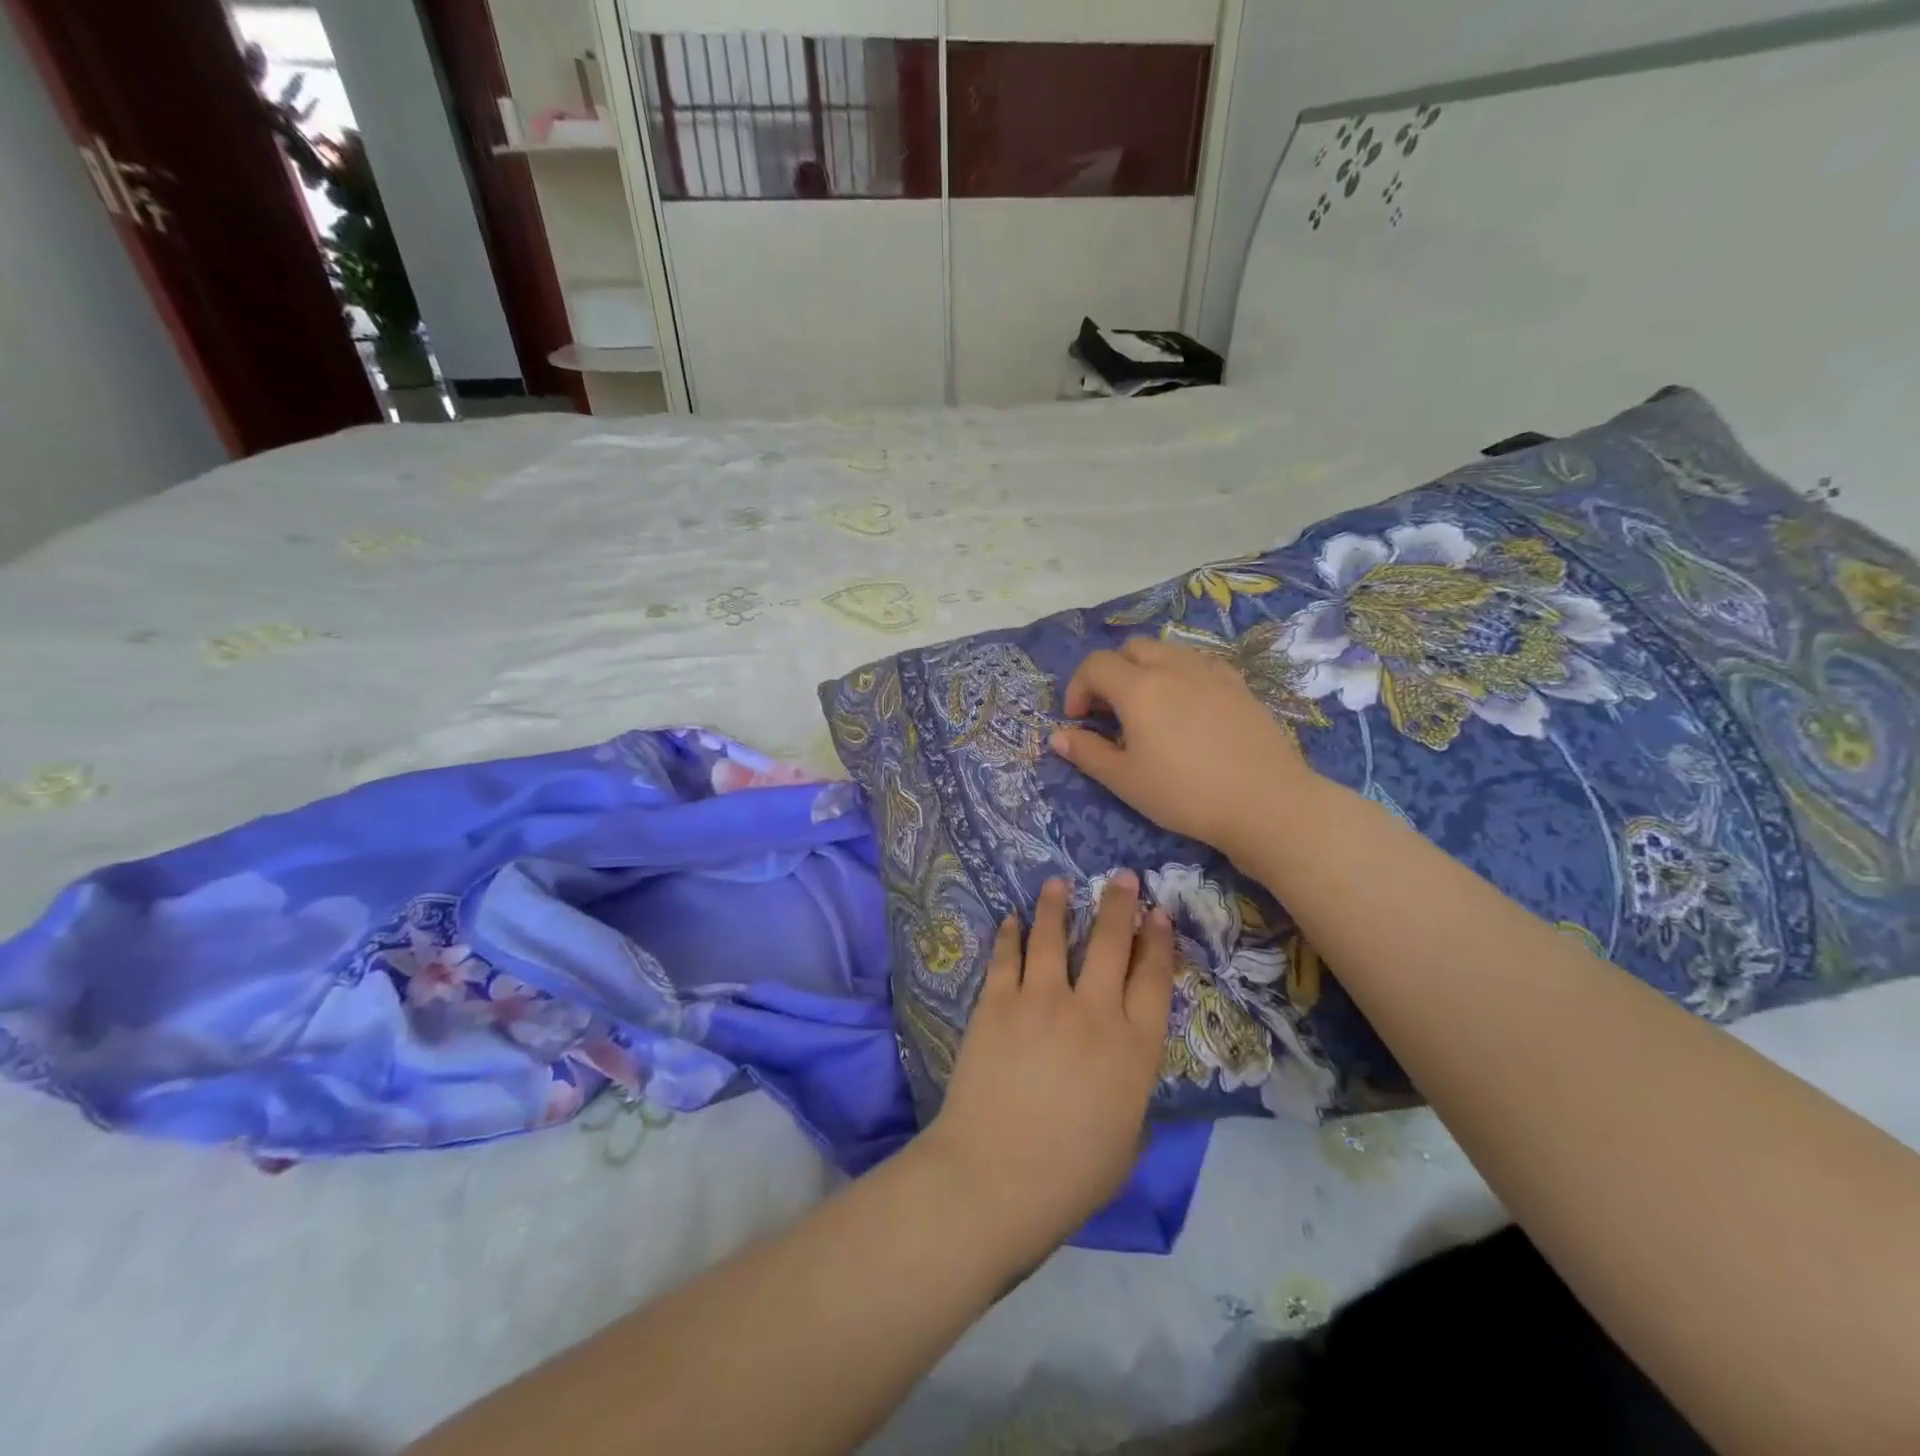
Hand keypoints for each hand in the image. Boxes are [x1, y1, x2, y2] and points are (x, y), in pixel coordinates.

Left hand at [917, 873, 1174, 1267]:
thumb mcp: (1128, 1138)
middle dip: (1118, 905)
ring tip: (1058, 882)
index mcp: (1134, 1048)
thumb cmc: (1073, 1174)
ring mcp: (1041, 1001)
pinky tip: (1012, 919)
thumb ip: (1131, 1091)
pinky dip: (1010, 934)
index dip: (1158, 943)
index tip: (1158, 915)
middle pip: (1110, 944)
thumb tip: (1124, 1067)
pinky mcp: (997, 1003)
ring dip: (1057, 906)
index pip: (1154, 980)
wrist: (997, 1175)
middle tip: (1121, 878)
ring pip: (1053, 937)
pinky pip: (1006, 957)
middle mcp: (1092, 1012)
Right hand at [1049, 637, 1315, 864]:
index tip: (1079, 720)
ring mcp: (1210, 671)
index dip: (1078, 688)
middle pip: (1130, 649)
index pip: (1095, 665)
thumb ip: (1087, 753)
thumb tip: (1057, 736)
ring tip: (1148, 708)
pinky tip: (1188, 708)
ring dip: (1145, 669)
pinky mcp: (1238, 684)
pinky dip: (1180, 675)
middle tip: (1110, 711)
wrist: (1265, 802)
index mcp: (1139, 688)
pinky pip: (1198, 664)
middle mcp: (1173, 667)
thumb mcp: (1126, 780)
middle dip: (1111, 673)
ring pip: (1167, 651)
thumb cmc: (1185, 793)